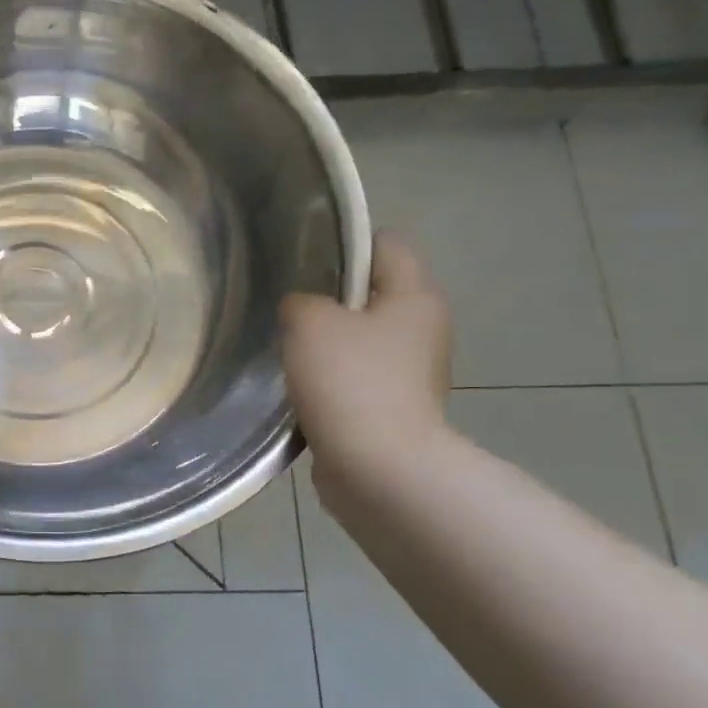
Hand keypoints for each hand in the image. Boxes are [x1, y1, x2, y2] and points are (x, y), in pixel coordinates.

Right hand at [279, 233, 452, 492]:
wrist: (378, 467)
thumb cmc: (350, 381)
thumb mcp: (310, 322)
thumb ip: (300, 301)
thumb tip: (302, 309)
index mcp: (416, 297)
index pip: (386, 244)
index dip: (345, 241)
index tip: (302, 255)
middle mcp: (423, 330)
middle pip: (373, 293)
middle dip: (330, 296)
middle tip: (285, 302)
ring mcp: (411, 374)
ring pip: (361, 339)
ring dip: (327, 341)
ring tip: (285, 344)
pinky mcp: (393, 409)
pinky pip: (356, 377)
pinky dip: (330, 378)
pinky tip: (298, 384)